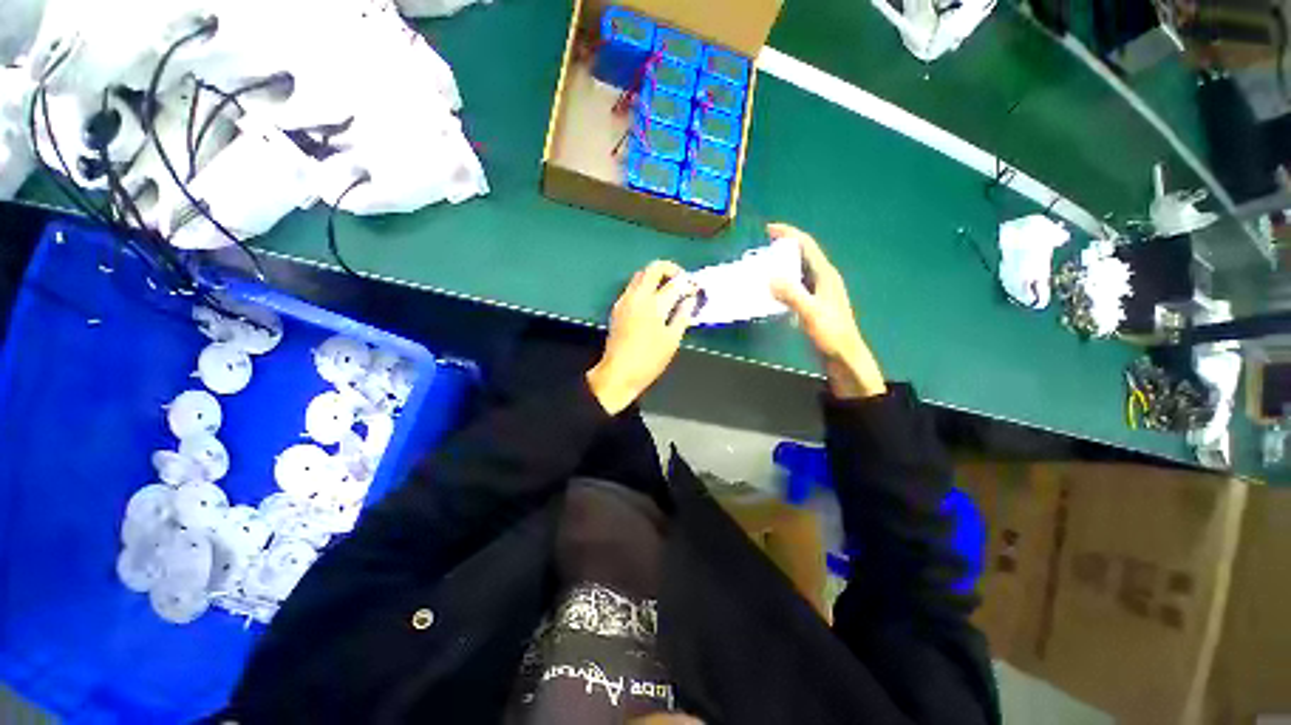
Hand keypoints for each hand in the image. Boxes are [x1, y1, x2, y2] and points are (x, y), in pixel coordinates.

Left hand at [588, 260, 699, 414]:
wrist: (619, 373)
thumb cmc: (649, 360)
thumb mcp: (672, 340)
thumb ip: (682, 315)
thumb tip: (690, 299)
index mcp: (654, 304)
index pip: (675, 283)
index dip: (688, 283)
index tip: (695, 289)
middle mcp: (637, 296)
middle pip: (653, 268)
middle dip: (670, 270)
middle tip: (681, 281)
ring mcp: (625, 300)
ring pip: (640, 275)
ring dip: (656, 276)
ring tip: (669, 290)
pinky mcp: (617, 307)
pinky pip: (632, 287)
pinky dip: (645, 286)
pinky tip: (653, 301)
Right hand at [767, 223, 886, 399]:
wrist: (844, 356)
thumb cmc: (831, 333)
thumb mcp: (811, 313)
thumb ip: (792, 294)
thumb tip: (771, 277)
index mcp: (826, 276)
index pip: (807, 246)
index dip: (790, 234)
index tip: (770, 229)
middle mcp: (824, 279)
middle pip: (804, 255)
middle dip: (785, 246)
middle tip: (763, 246)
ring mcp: (820, 292)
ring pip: (800, 270)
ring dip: (784, 263)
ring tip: (765, 264)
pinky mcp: (815, 303)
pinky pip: (797, 284)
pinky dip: (785, 280)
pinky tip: (775, 289)